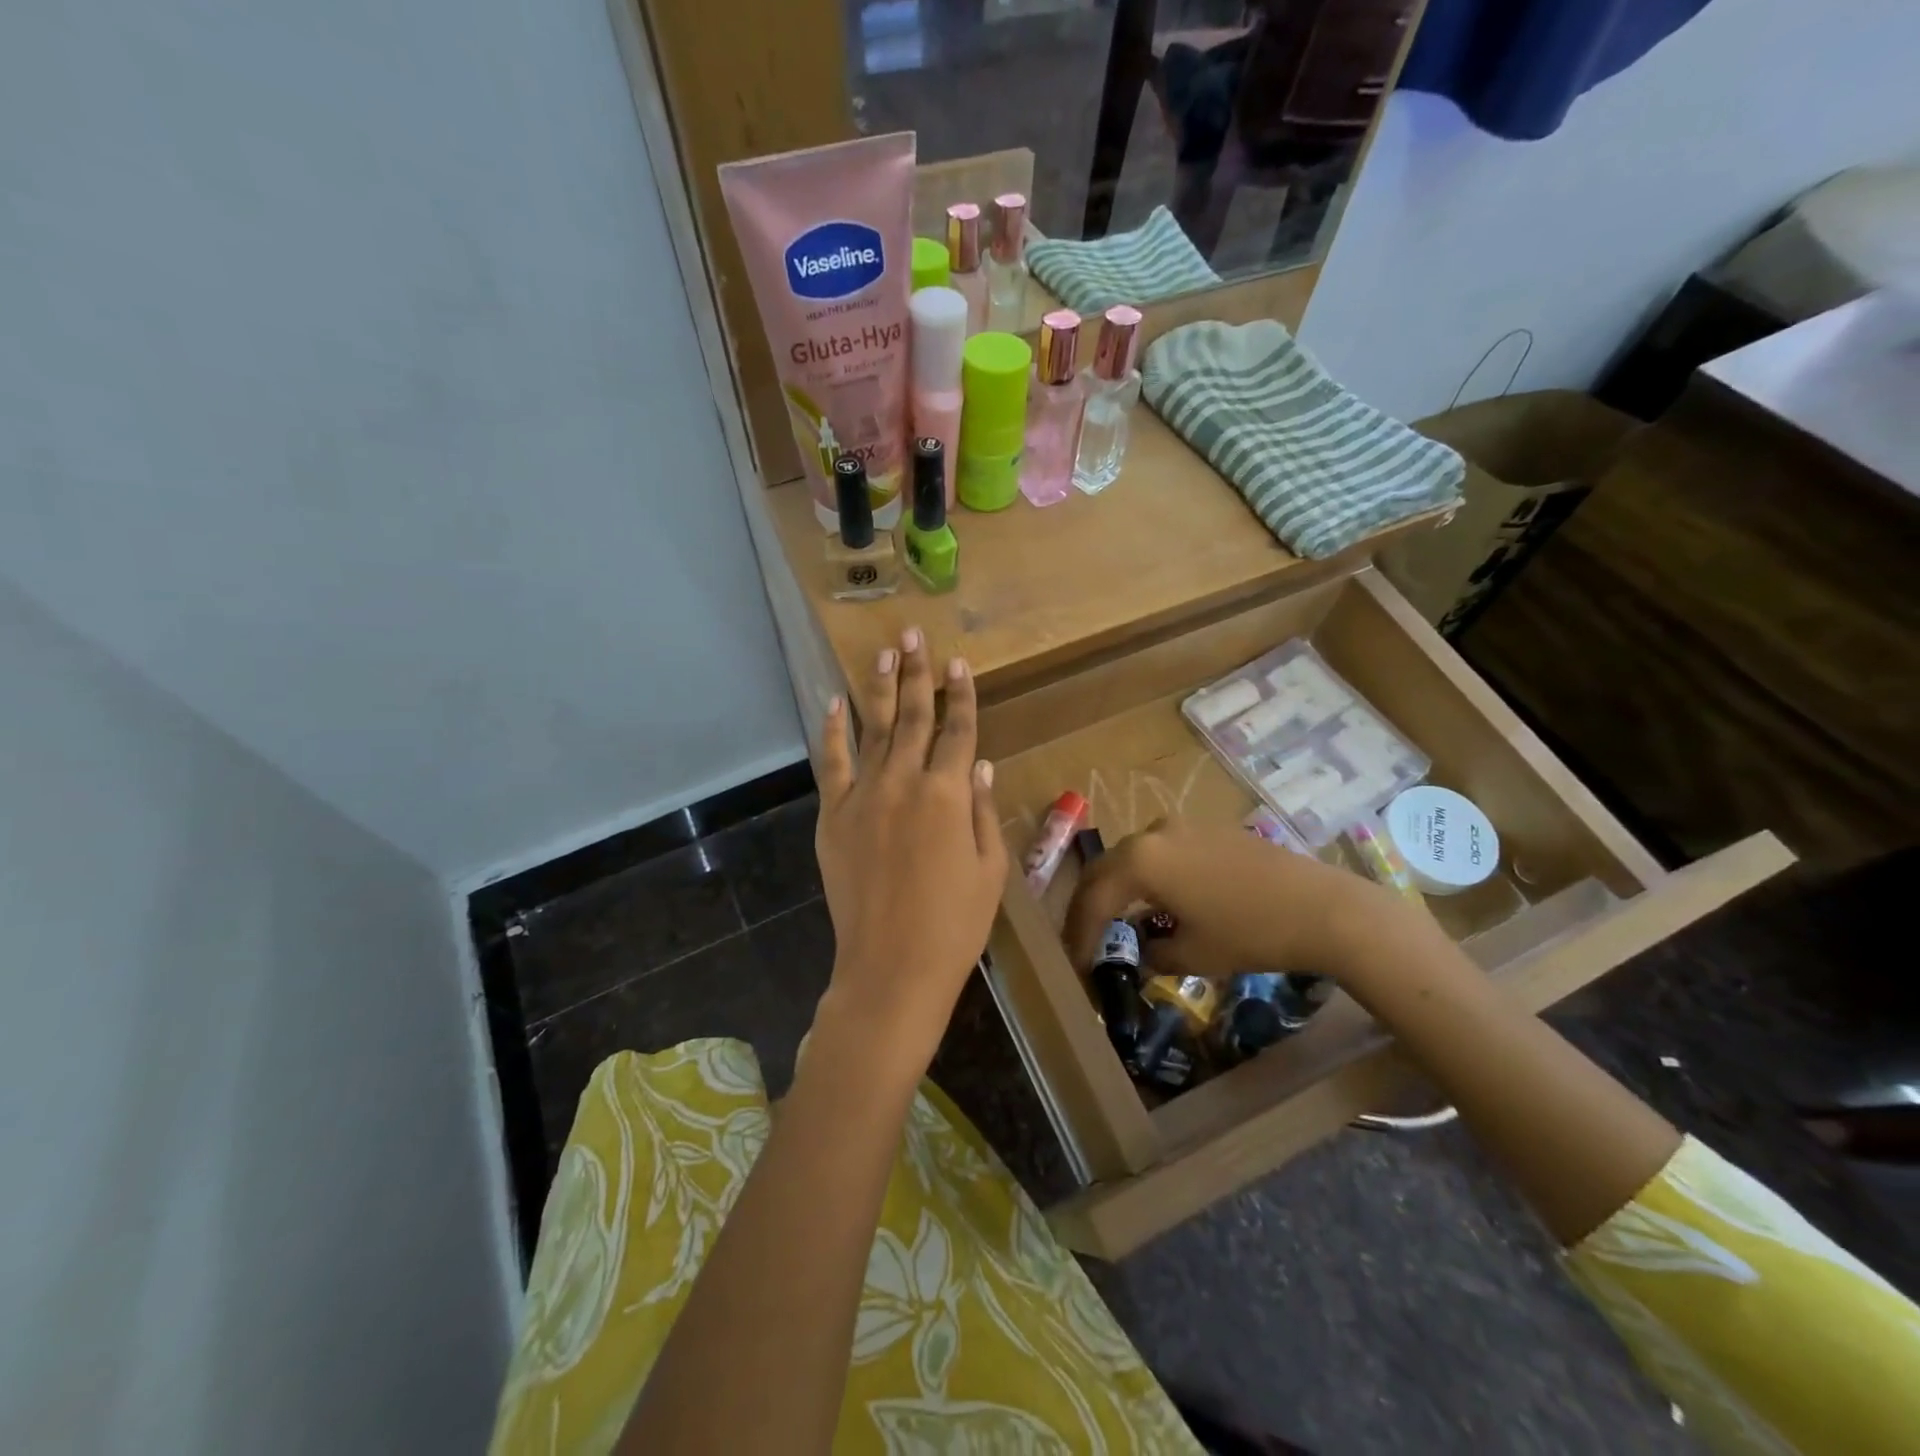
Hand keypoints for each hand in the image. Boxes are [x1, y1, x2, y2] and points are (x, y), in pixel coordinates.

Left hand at [813, 628, 1007, 1075]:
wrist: (892, 967)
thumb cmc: (955, 925)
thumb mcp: (990, 869)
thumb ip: (983, 811)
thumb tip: (980, 765)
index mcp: (949, 795)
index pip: (959, 731)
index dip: (961, 694)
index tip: (958, 662)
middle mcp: (905, 783)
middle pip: (914, 717)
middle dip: (916, 673)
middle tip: (913, 634)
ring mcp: (864, 797)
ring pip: (874, 729)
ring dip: (879, 689)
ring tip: (883, 652)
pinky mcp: (834, 816)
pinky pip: (832, 763)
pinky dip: (833, 731)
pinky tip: (835, 704)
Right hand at [1064, 820, 1415, 981]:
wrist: (1323, 907)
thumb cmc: (1251, 932)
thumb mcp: (1193, 954)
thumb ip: (1153, 952)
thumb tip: (1141, 953)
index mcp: (1141, 860)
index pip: (1094, 898)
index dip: (1079, 933)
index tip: (1075, 963)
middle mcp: (1154, 833)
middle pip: (1105, 868)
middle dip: (1091, 904)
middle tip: (1083, 937)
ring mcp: (1184, 826)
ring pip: (1133, 856)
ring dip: (1119, 888)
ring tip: (1117, 921)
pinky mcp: (1209, 830)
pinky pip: (1162, 852)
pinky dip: (1149, 877)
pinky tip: (1159, 902)